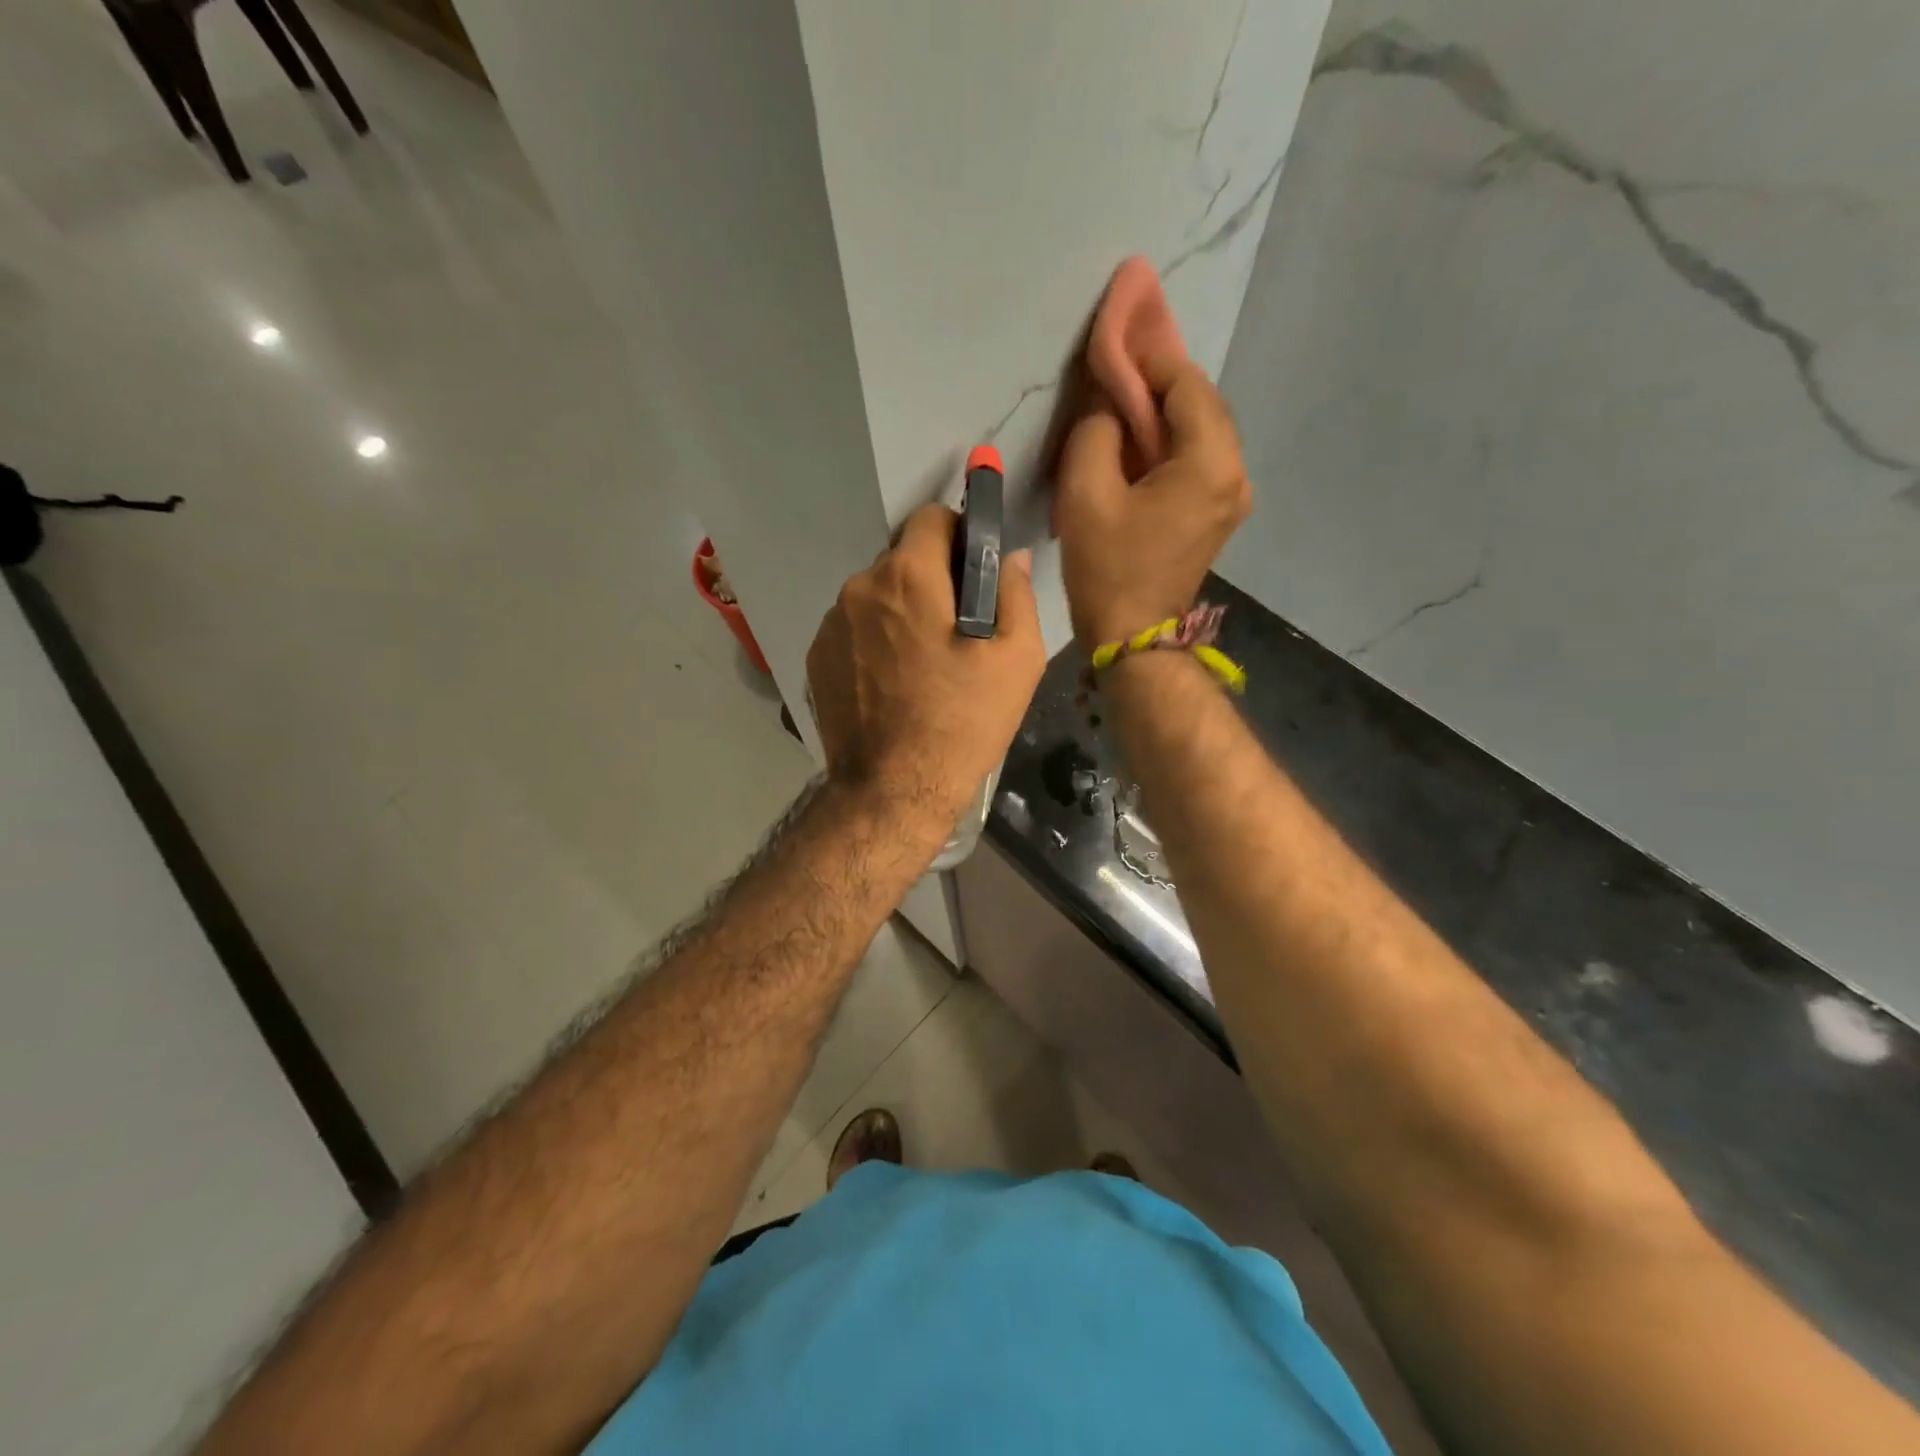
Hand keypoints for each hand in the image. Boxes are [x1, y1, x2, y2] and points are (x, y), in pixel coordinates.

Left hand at [807, 504, 1045, 823]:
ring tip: (921, 666)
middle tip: (955, 631)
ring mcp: (831, 624)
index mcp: (909, 577)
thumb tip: (1009, 557)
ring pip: (875, 596)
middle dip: (930, 581)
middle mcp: (859, 587)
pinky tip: (891, 684)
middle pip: (902, 560)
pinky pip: (853, 630)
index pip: (931, 517)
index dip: (959, 536)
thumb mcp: (1017, 660)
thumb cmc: (963, 723)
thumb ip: (1016, 594)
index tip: (973, 573)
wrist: (894, 790)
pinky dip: (873, 642)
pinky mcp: (816, 658)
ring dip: (899, 613)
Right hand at [1054, 354, 1250, 647]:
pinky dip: (1170, 438)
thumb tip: (1110, 403)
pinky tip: (1140, 435)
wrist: (1134, 637)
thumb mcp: (1086, 493)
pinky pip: (1198, 457)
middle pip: (1200, 402)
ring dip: (1165, 408)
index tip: (1118, 332)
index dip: (1150, 355)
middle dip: (1160, 378)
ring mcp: (1232, 494)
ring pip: (1201, 429)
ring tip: (1125, 394)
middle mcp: (1235, 472)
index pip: (1185, 383)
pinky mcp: (1218, 511)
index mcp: (1209, 463)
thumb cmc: (1108, 569)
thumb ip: (1097, 429)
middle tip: (1119, 360)